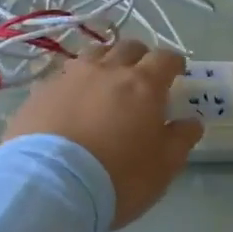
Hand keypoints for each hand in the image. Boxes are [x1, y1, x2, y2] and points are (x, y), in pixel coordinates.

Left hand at [4, 39, 203, 227]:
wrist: (49, 184)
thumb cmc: (118, 177)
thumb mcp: (162, 167)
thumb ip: (180, 140)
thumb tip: (191, 121)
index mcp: (143, 85)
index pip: (165, 59)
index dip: (174, 63)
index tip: (177, 72)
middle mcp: (107, 70)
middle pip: (128, 47)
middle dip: (140, 56)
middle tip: (142, 74)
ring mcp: (70, 76)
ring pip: (93, 53)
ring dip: (105, 60)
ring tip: (105, 78)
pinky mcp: (41, 90)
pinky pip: (63, 74)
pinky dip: (74, 80)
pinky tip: (71, 97)